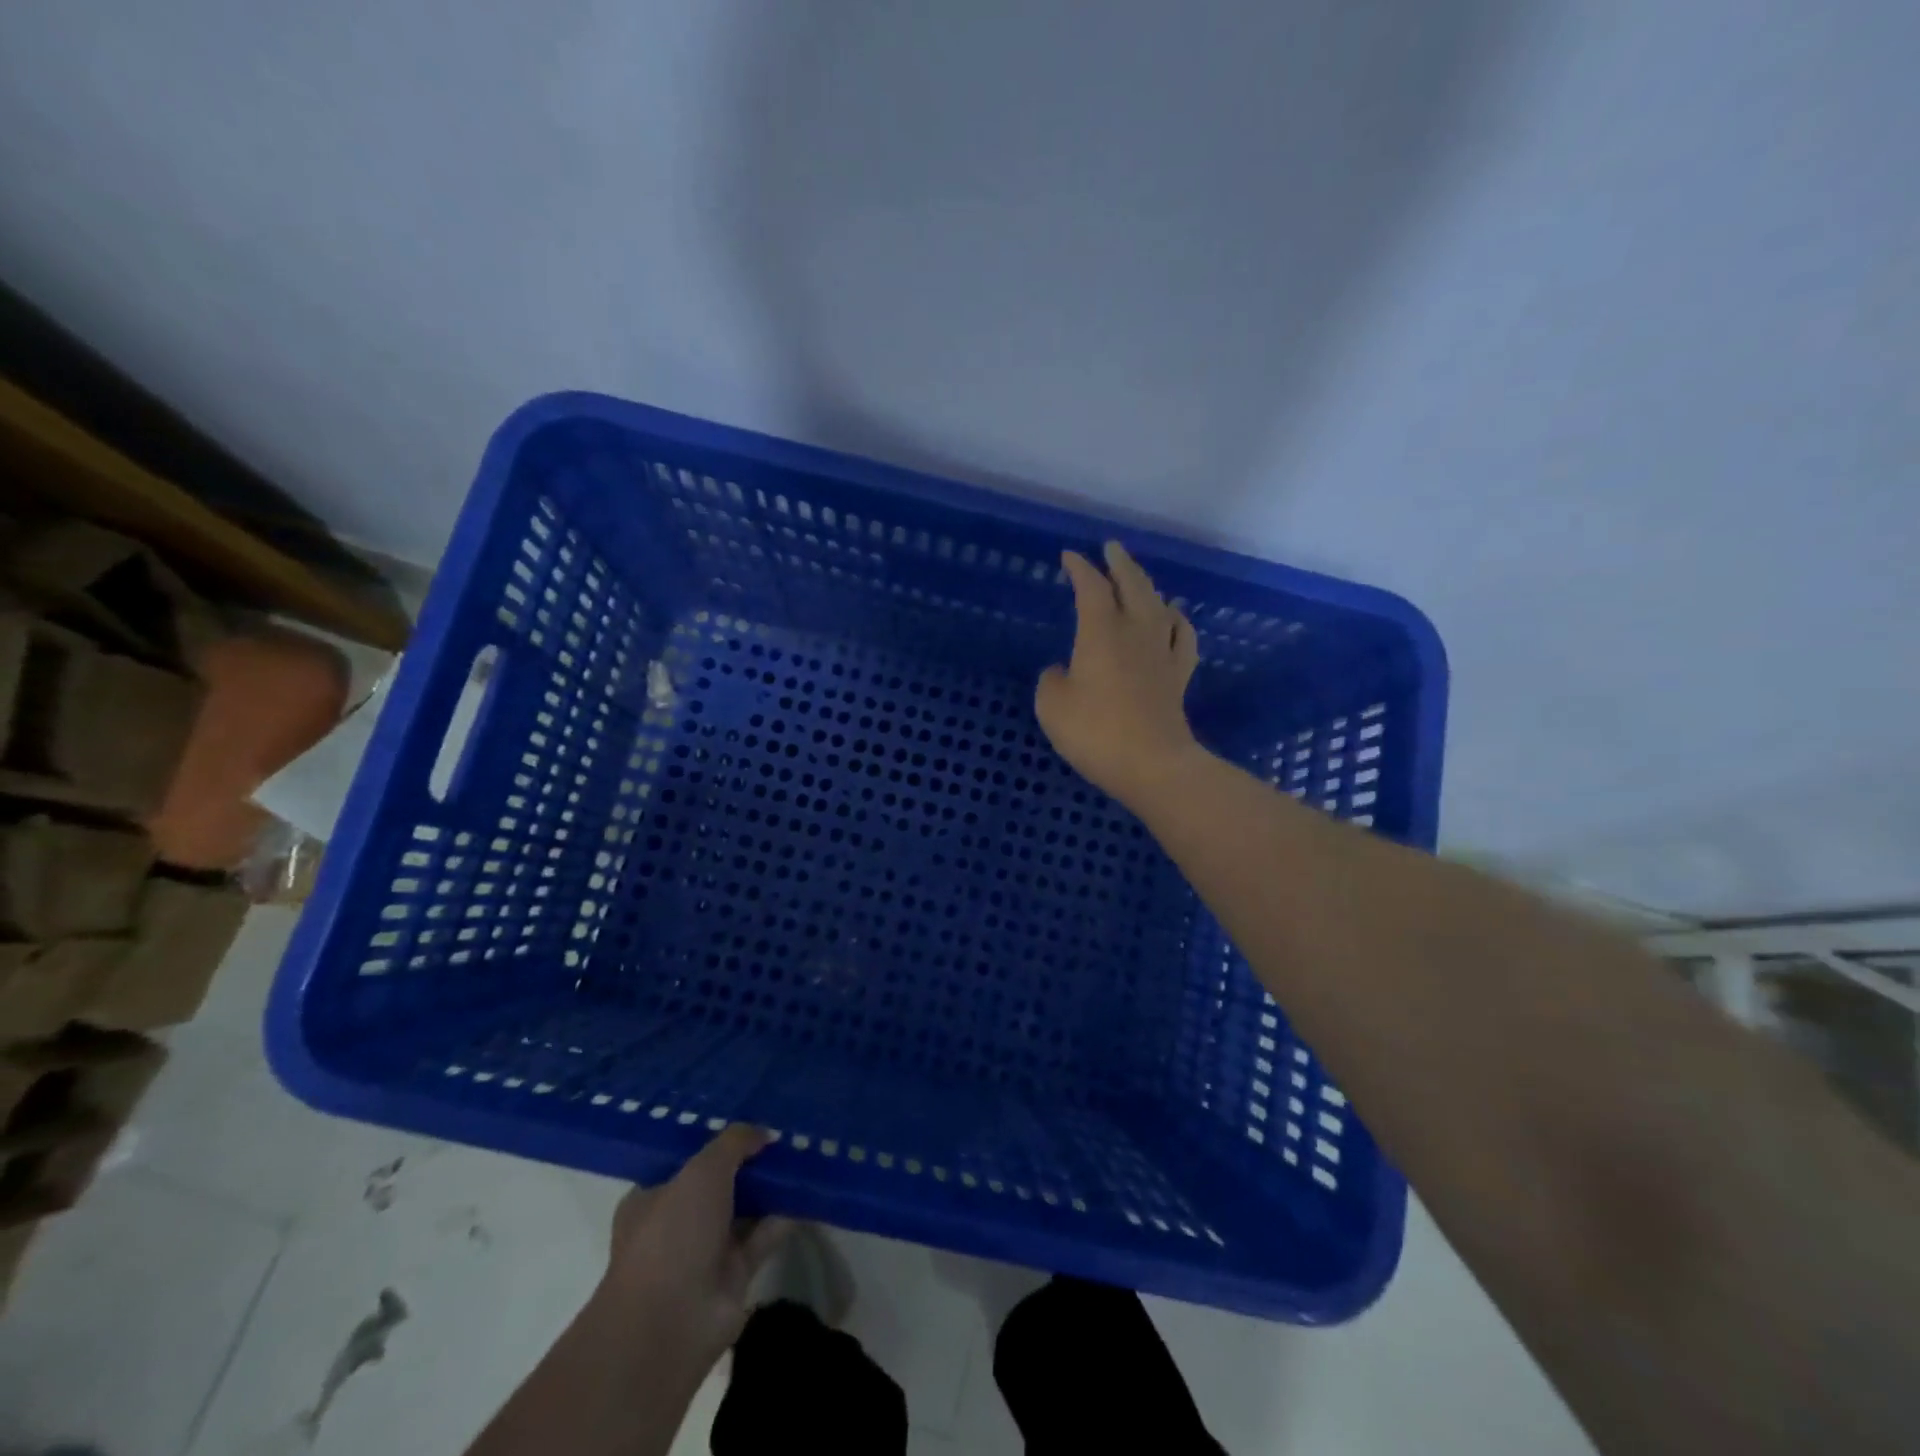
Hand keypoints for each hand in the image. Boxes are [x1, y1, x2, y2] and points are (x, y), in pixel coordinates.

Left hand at [599, 1125, 791, 1362]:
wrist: (671, 1324)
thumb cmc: (673, 1234)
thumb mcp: (703, 1170)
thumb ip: (735, 1142)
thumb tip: (765, 1132)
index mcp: (651, 1198)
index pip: (686, 1162)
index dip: (717, 1141)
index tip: (749, 1120)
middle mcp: (676, 1224)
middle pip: (719, 1184)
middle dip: (749, 1164)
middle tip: (783, 1135)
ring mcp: (704, 1253)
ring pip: (743, 1210)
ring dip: (769, 1188)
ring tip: (802, 1155)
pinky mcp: (733, 1276)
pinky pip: (763, 1236)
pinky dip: (783, 1217)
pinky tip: (807, 1192)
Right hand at [1035, 541, 1201, 806]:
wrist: (1152, 764)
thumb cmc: (1094, 732)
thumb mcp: (1052, 706)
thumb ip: (1052, 680)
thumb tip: (1062, 671)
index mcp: (1101, 631)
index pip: (1091, 587)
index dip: (1079, 568)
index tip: (1069, 557)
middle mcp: (1136, 631)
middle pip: (1133, 584)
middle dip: (1120, 563)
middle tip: (1111, 548)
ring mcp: (1162, 652)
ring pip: (1159, 604)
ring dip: (1147, 586)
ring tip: (1138, 580)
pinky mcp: (1179, 675)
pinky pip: (1182, 636)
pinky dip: (1177, 619)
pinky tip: (1173, 617)